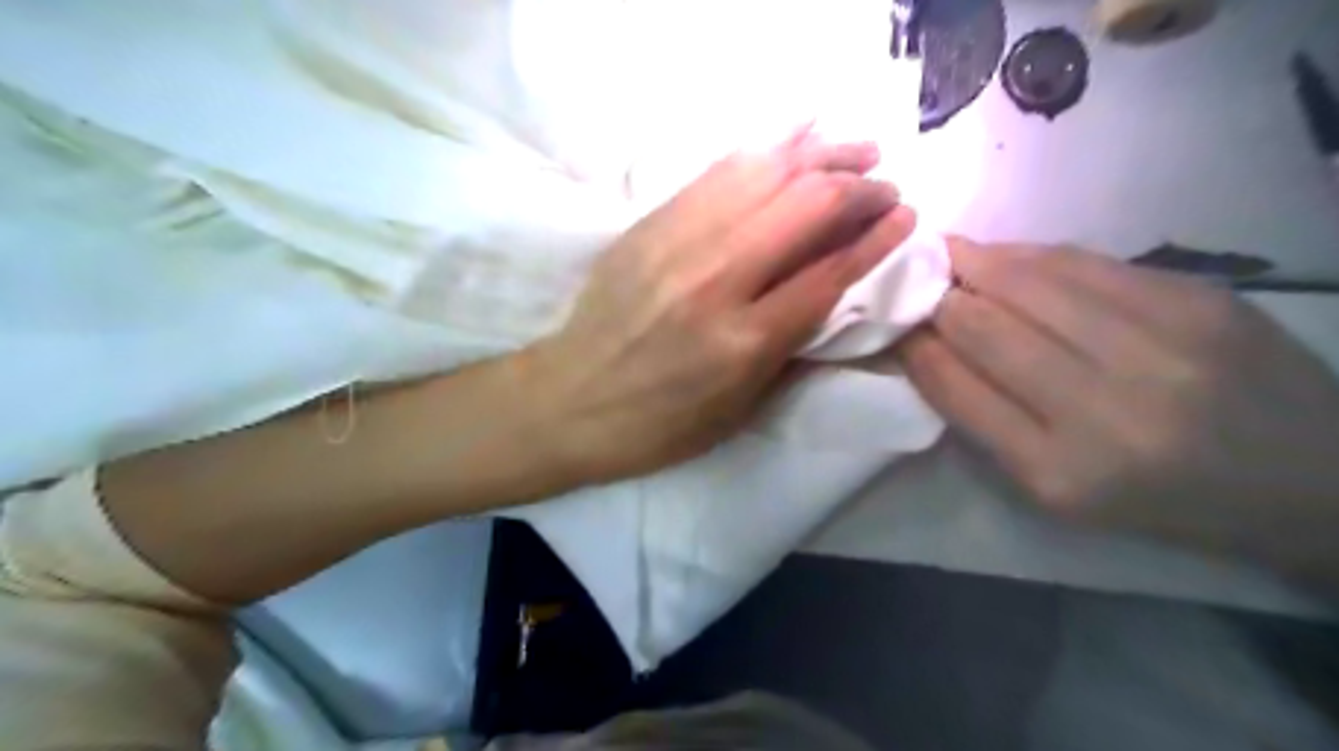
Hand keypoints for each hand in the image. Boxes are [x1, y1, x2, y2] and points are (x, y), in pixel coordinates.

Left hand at [524, 132, 922, 485]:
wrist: (567, 401)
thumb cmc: (658, 425)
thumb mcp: (739, 410)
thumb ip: (790, 348)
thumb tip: (833, 289)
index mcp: (743, 341)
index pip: (829, 272)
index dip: (876, 239)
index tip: (905, 217)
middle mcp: (715, 280)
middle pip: (805, 207)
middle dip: (858, 188)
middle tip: (884, 187)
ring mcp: (677, 243)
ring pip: (764, 173)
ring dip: (818, 156)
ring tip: (852, 154)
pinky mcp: (649, 224)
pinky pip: (717, 172)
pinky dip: (764, 152)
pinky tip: (792, 146)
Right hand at [893, 239, 1338, 580]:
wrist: (1308, 481)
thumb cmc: (1161, 500)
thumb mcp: (1057, 489)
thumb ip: (986, 419)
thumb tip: (926, 347)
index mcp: (1058, 471)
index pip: (954, 385)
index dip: (913, 345)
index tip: (891, 323)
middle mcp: (1104, 408)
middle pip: (984, 325)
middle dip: (935, 297)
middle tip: (910, 279)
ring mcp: (1159, 346)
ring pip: (1028, 281)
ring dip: (973, 262)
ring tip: (947, 254)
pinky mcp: (1198, 300)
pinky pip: (1085, 264)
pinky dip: (1031, 256)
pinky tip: (1008, 257)